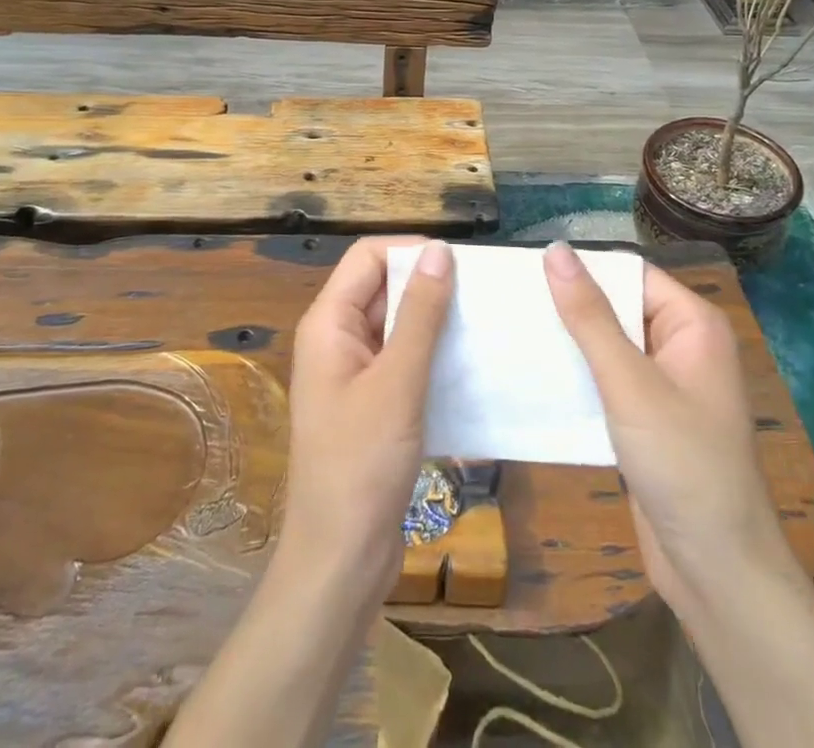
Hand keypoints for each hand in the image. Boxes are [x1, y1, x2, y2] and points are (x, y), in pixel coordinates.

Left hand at [278, 235, 454, 600]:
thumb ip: (420, 314)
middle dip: (428, 285)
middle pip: (383, 287)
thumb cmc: (361, 464)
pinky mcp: (372, 403)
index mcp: (328, 322)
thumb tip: (440, 251)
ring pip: (396, 325)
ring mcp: (353, 372)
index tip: (462, 265)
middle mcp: (336, 338)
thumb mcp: (398, 382)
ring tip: (485, 324)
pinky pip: (403, 360)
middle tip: (483, 294)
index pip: (368, 257)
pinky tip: (470, 366)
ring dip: (435, 322)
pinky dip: (432, 355)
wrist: (340, 561)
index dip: (411, 252)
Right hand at [544, 242, 786, 617]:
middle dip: (570, 305)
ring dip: (568, 341)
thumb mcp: (629, 383)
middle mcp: (682, 343)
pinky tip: (535, 374)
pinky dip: (577, 375)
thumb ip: (590, 316)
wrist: (717, 572)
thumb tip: (555, 249)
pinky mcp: (648, 416)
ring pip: (608, 343)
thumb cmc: (682, 463)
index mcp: (692, 323)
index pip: (629, 272)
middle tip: (510, 301)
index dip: (582, 268)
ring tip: (512, 330)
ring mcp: (665, 382)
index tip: (526, 270)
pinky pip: (607, 378)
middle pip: (617, 305)